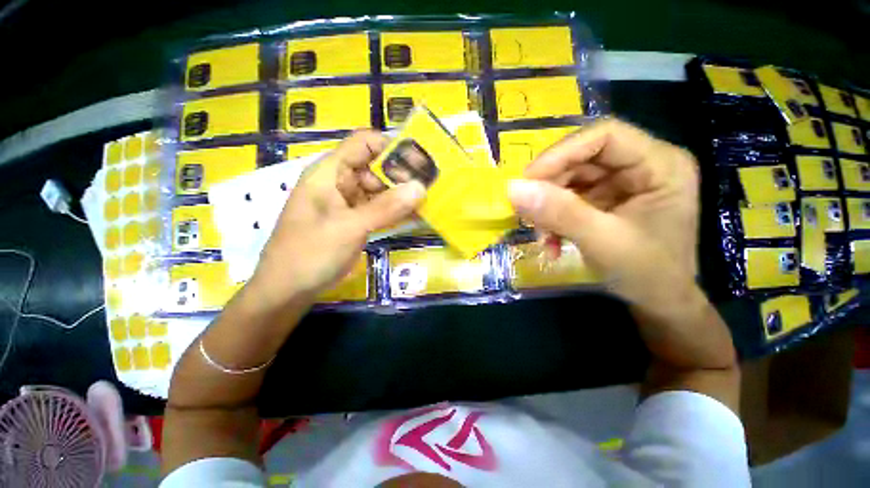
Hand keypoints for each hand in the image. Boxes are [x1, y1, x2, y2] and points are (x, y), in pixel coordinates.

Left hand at [250, 131, 424, 306]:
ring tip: (429, 201)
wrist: (288, 289)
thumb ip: (385, 208)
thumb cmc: (310, 253)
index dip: (392, 147)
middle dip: (402, 175)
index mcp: (330, 172)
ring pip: (380, 190)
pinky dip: (395, 212)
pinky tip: (415, 216)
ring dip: (402, 195)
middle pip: (376, 167)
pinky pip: (379, 209)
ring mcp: (348, 202)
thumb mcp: (349, 227)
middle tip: (430, 187)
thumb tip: (420, 187)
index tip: (420, 162)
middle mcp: (340, 182)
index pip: (364, 143)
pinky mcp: (355, 220)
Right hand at [507, 119, 699, 311]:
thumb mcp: (602, 242)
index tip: (528, 181)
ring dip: (547, 208)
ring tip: (542, 236)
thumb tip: (512, 188)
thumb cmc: (647, 274)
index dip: (562, 153)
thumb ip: (559, 213)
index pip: (604, 135)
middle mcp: (641, 165)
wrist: (658, 301)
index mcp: (661, 164)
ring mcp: (621, 182)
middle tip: (527, 213)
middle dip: (549, 187)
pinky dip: (552, 219)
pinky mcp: (604, 198)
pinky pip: (567, 198)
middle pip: (581, 158)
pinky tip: (550, 242)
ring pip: (569, 179)